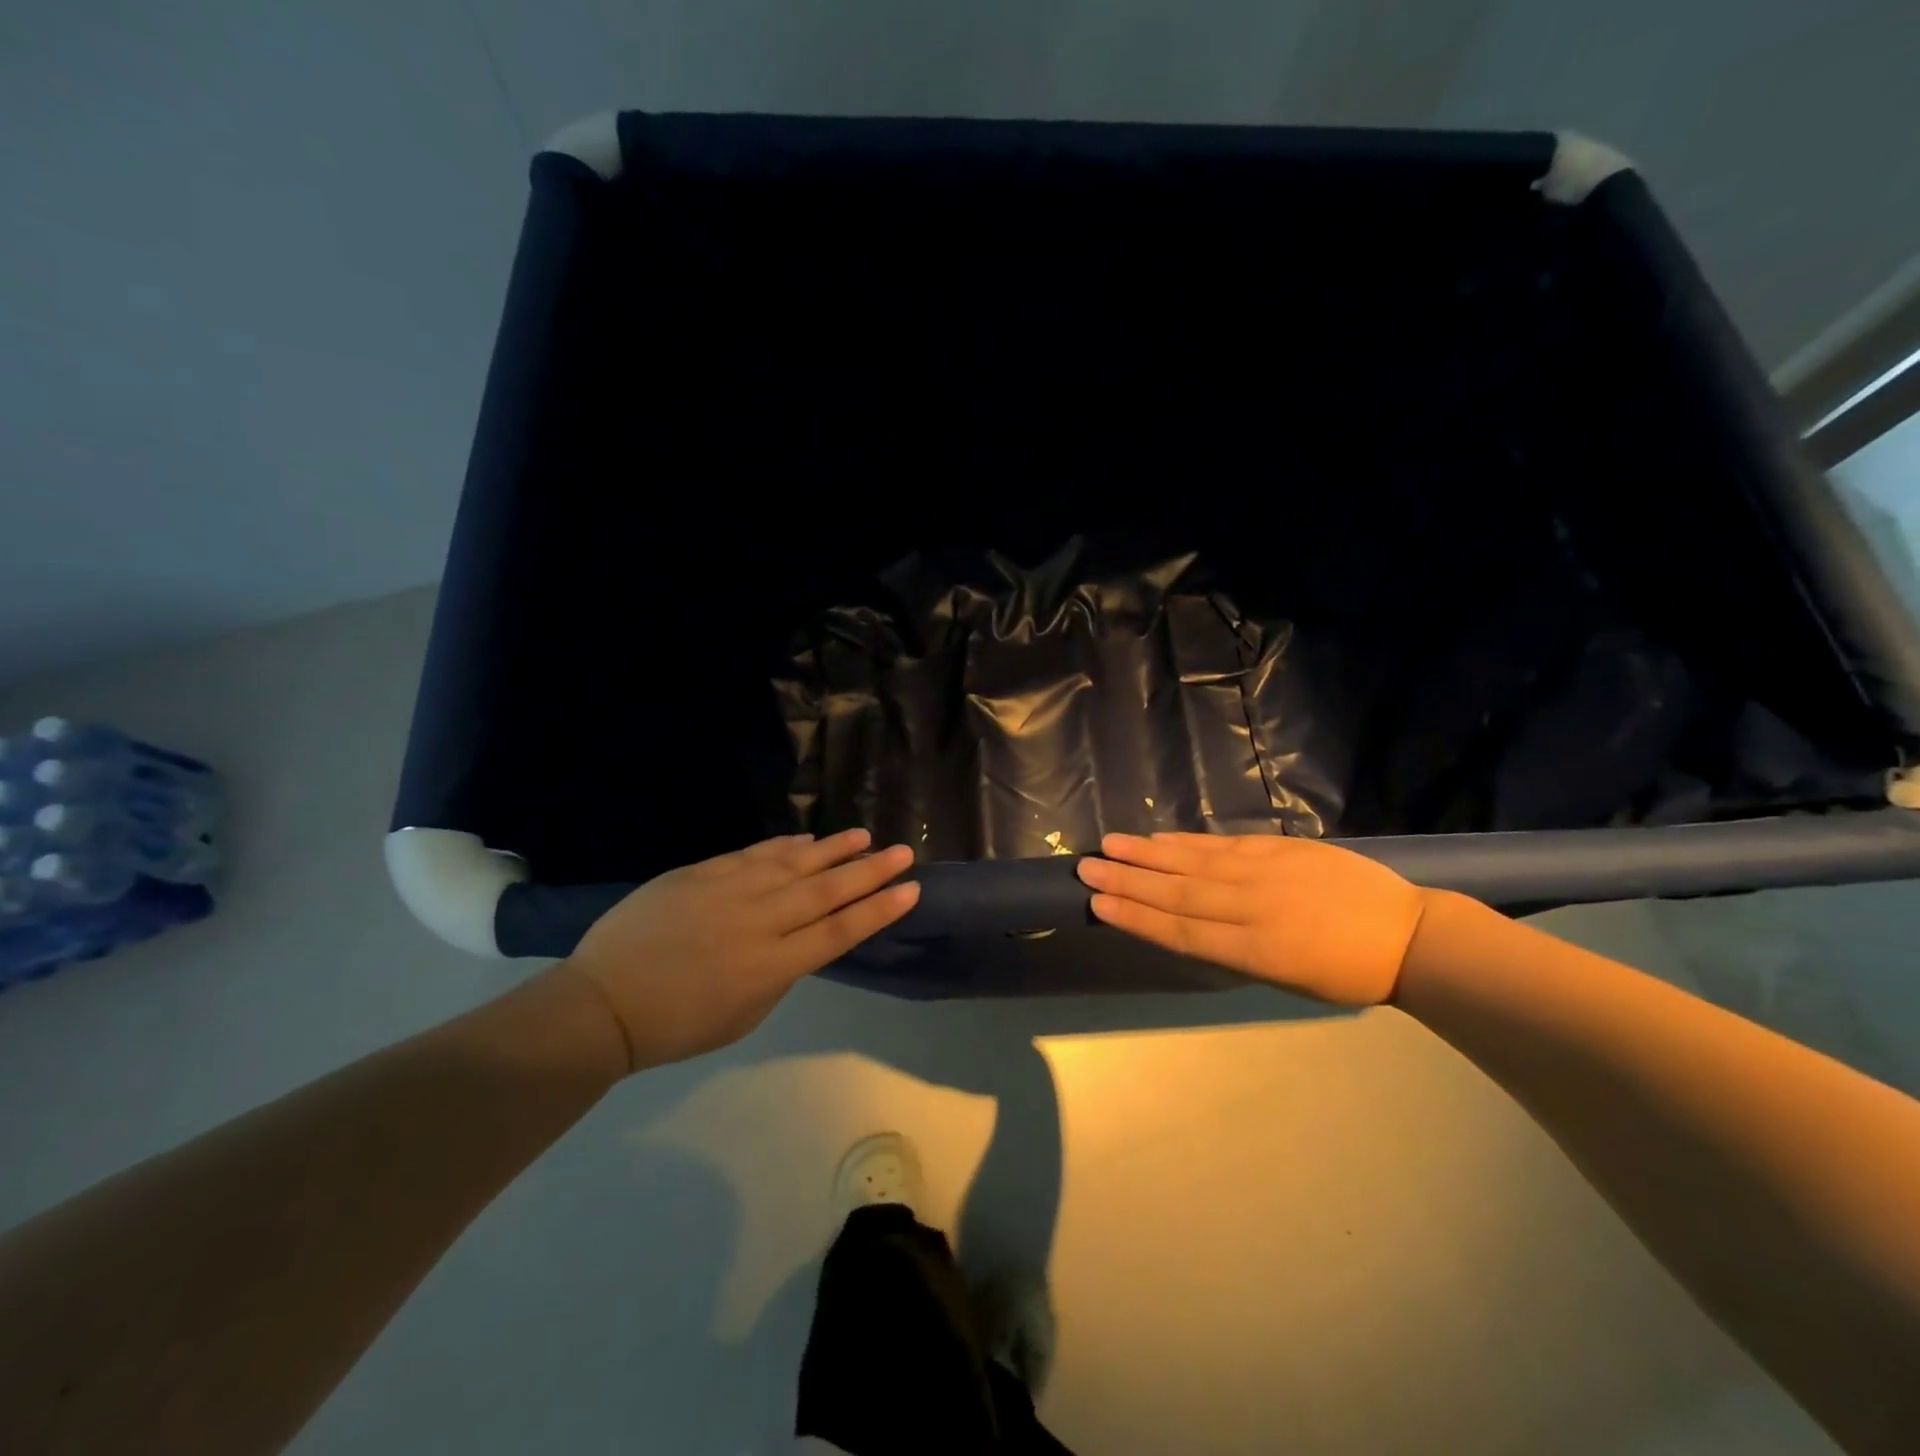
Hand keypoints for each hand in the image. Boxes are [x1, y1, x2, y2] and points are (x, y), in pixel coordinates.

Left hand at [561, 829, 918, 1071]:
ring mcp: (730, 891)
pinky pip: (753, 854)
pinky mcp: (702, 873)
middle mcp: (760, 922)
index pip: (840, 932)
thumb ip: (779, 973)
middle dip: (869, 871)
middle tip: (902, 851)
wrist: (603, 1001)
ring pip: (794, 863)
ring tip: (862, 834)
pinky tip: (806, 839)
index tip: (910, 890)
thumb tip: (798, 939)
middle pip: (826, 891)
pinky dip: (783, 845)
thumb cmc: (676, 1025)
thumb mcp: (744, 1014)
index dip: (877, 910)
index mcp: (772, 966)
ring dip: (832, 848)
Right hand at [1076, 832, 1428, 1004]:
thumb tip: (1188, 924)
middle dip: (1128, 881)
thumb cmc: (1345, 972)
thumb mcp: (1286, 978)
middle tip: (1087, 868)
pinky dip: (1189, 841)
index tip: (1099, 904)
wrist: (1407, 934)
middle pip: (1178, 893)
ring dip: (1149, 854)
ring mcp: (1266, 873)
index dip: (1137, 917)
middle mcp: (1253, 908)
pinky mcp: (1280, 848)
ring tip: (1111, 845)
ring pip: (1195, 863)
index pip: (1182, 932)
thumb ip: (1236, 950)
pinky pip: (1225, 844)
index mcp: (1255, 951)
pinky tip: (1161, 838)